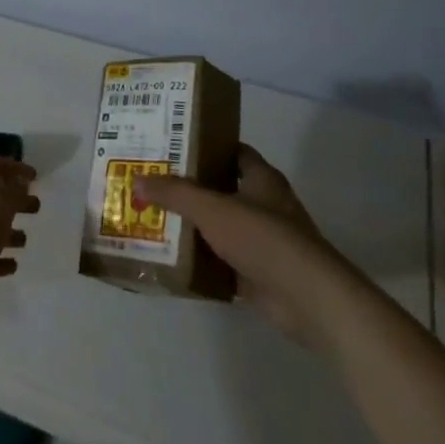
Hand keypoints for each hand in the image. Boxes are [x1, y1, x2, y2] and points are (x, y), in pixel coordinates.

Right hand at [133, 146, 364, 347]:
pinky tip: (171, 258)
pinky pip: (222, 261)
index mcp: (262, 179)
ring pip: (220, 226)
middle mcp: (265, 205)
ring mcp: (263, 241)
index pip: (233, 152)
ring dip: (193, 225)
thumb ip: (174, 194)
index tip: (173, 145)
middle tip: (152, 181)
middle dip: (190, 187)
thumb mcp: (211, 208)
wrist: (307, 298)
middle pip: (222, 189)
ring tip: (153, 217)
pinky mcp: (259, 273)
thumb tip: (136, 179)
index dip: (206, 146)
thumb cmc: (263, 237)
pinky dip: (201, 260)